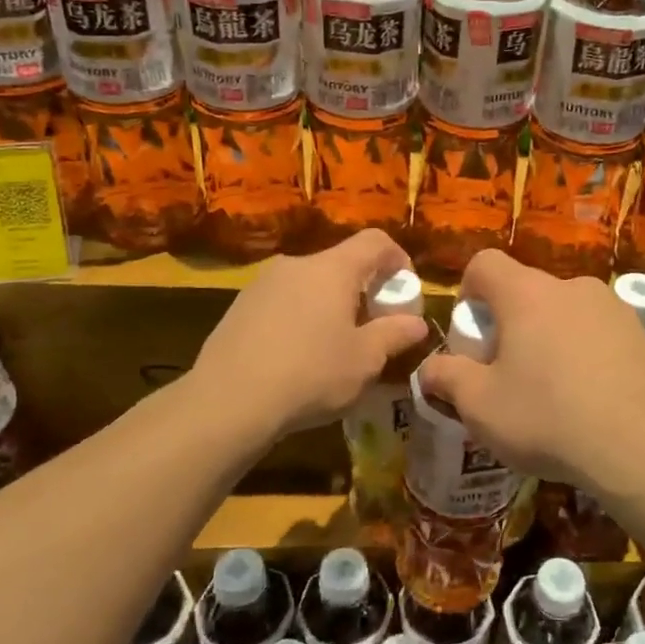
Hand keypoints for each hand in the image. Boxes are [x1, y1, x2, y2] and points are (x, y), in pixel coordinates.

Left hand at [192, 230, 428, 440]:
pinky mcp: (239, 307)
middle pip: (340, 263)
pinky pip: (283, 302)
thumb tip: (416, 322)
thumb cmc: (310, 375)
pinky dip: (300, 318)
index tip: (406, 288)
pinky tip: (297, 357)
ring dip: (329, 305)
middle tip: (373, 326)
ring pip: (309, 284)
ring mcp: (262, 284)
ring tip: (334, 346)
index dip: (398, 258)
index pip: (375, 242)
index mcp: (332, 269)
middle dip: (363, 289)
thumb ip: (394, 335)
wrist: (228, 401)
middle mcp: (295, 265)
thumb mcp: (365, 360)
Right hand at [418, 251, 644, 486]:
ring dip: (551, 339)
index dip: (468, 290)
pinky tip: (593, 401)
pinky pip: (600, 335)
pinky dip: (587, 355)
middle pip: (527, 291)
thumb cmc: (549, 418)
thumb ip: (447, 378)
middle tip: (508, 372)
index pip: (485, 263)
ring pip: (566, 314)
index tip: (471, 332)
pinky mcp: (644, 335)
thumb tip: (430, 369)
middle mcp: (572, 287)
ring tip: (554, 392)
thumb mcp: (480, 406)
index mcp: (527, 294)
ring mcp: (614, 309)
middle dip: (511, 324)